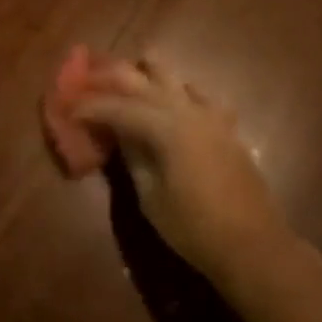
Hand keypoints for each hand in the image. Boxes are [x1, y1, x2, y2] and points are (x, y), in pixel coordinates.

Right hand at [74, 60, 297, 293]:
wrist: (253, 246)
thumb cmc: (194, 228)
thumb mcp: (150, 195)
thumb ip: (132, 156)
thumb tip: (116, 133)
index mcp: (166, 127)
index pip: (118, 107)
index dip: (90, 107)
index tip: (68, 108)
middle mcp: (188, 111)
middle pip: (143, 80)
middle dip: (112, 78)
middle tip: (87, 81)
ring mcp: (211, 116)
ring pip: (173, 77)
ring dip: (145, 74)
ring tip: (124, 81)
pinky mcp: (226, 127)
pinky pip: (198, 96)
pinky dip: (178, 92)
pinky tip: (171, 101)